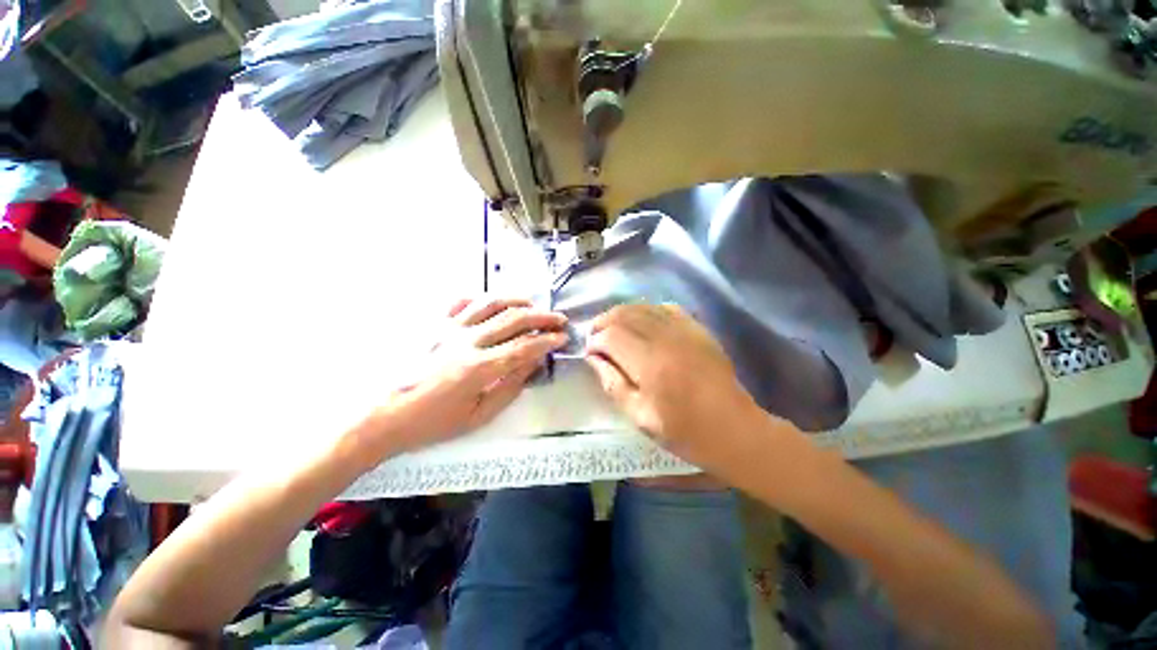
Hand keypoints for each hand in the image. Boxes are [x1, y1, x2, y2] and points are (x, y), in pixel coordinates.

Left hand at [379, 297, 567, 451]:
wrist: (380, 415)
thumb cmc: (430, 422)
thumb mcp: (477, 415)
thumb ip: (510, 387)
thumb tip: (533, 364)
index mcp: (479, 367)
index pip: (524, 346)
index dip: (548, 340)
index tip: (562, 338)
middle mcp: (467, 340)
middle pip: (514, 318)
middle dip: (542, 317)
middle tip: (558, 319)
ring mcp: (448, 327)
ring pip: (491, 303)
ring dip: (517, 301)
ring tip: (532, 305)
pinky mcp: (434, 323)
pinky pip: (461, 301)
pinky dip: (481, 298)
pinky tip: (492, 303)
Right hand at [584, 304, 759, 465]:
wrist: (734, 430)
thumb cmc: (684, 431)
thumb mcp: (640, 417)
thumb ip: (613, 384)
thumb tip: (593, 359)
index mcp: (650, 364)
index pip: (611, 336)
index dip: (594, 341)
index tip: (589, 353)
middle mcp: (665, 338)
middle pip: (624, 314)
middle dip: (603, 322)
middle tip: (596, 338)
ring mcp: (684, 330)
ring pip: (643, 307)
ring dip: (622, 314)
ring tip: (613, 329)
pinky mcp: (697, 329)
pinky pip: (666, 308)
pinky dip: (647, 311)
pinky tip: (642, 324)